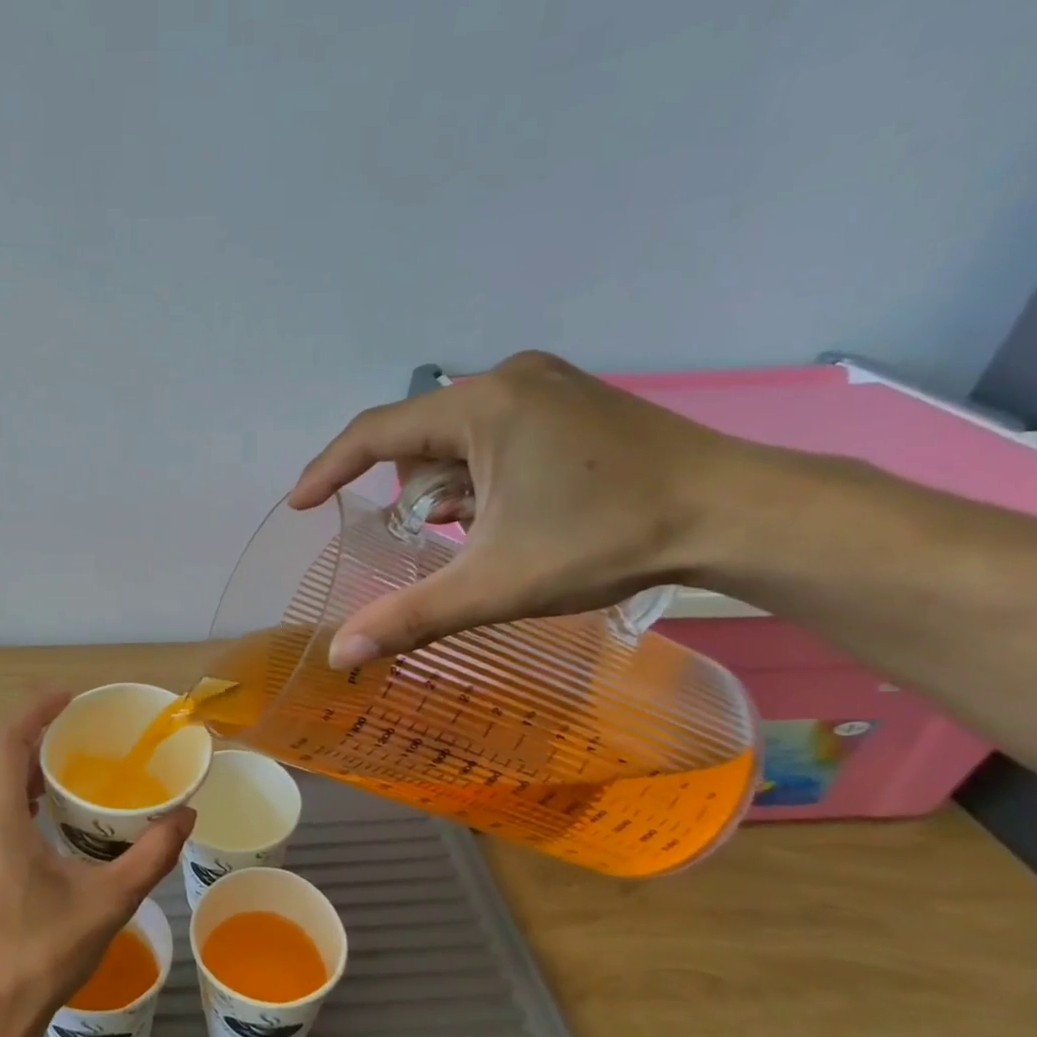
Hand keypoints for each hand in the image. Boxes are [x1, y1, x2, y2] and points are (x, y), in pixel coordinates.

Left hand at [0, 692, 193, 1036]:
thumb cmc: (40, 956)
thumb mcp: (106, 903)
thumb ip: (150, 855)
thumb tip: (185, 816)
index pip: (9, 743)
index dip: (36, 712)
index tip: (67, 697)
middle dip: (38, 744)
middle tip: (82, 738)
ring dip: (25, 776)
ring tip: (68, 776)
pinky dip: (11, 803)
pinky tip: (42, 822)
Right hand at [290, 350, 748, 668]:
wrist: (737, 513)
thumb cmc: (607, 540)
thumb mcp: (495, 584)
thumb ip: (409, 617)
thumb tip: (339, 658)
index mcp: (482, 405)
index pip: (375, 432)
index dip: (328, 470)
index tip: (299, 505)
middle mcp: (508, 378)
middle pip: (419, 438)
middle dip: (414, 493)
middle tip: (432, 540)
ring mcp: (545, 383)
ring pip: (457, 438)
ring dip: (451, 488)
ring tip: (484, 532)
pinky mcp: (570, 399)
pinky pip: (494, 433)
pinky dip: (483, 475)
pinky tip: (513, 511)